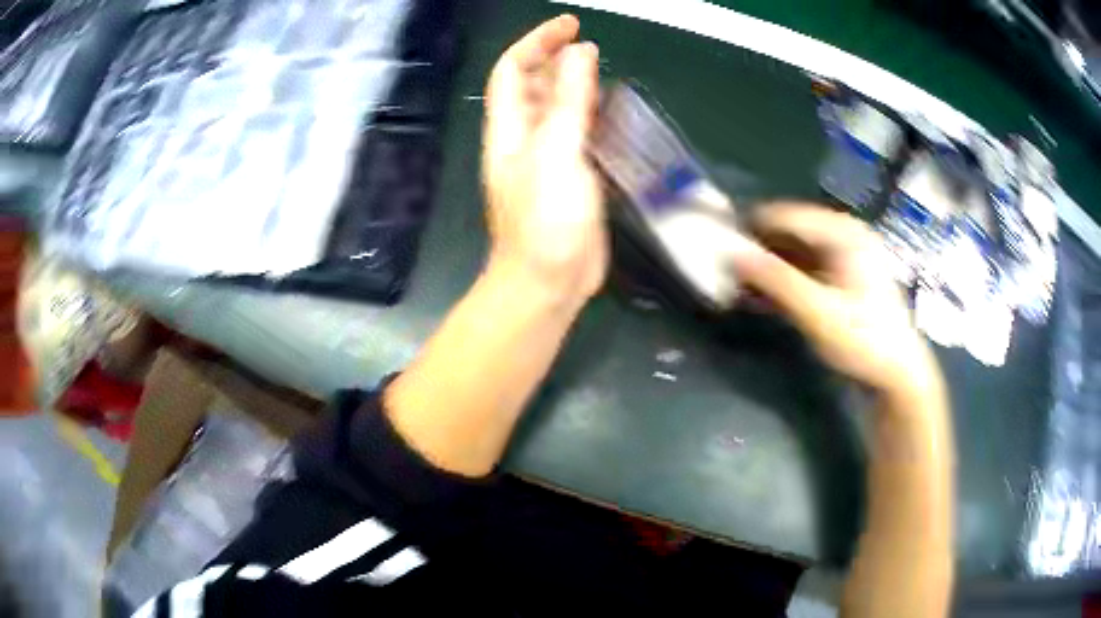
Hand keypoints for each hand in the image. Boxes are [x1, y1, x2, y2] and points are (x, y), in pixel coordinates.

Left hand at [482, 15, 606, 301]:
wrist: (548, 283)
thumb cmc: (546, 220)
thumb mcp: (557, 152)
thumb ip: (569, 100)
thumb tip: (580, 52)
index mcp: (510, 128)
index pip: (513, 70)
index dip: (537, 41)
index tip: (572, 25)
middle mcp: (525, 138)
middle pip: (535, 86)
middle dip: (557, 60)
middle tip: (593, 47)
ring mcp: (549, 159)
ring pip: (560, 110)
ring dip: (578, 87)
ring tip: (605, 76)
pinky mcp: (572, 178)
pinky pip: (581, 136)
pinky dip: (595, 119)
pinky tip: (615, 116)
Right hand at [731, 204, 943, 399]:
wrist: (898, 374)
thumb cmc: (864, 340)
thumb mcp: (818, 312)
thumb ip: (775, 280)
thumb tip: (731, 253)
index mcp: (843, 232)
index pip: (785, 216)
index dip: (751, 228)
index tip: (717, 247)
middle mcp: (842, 235)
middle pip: (789, 232)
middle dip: (758, 251)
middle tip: (725, 273)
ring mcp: (843, 257)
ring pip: (793, 253)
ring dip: (767, 269)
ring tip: (736, 288)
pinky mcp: (841, 278)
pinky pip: (803, 270)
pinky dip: (782, 281)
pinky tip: (761, 298)